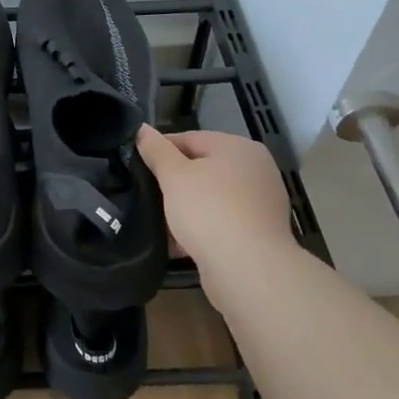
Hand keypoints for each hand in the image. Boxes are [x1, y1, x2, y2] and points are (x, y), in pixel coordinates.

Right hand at [136, 125, 291, 261]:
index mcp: (239, 147)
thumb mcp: (174, 175)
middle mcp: (256, 170)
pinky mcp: (259, 234)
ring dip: (186, 207)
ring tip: (158, 219)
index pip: (190, 138)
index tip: (137, 164)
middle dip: (174, 181)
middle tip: (146, 192)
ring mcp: (261, 203)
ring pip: (211, 198)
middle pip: (203, 168)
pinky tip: (177, 242)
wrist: (248, 270)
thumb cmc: (209, 210)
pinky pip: (221, 222)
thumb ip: (156, 150)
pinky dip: (201, 228)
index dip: (160, 149)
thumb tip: (142, 128)